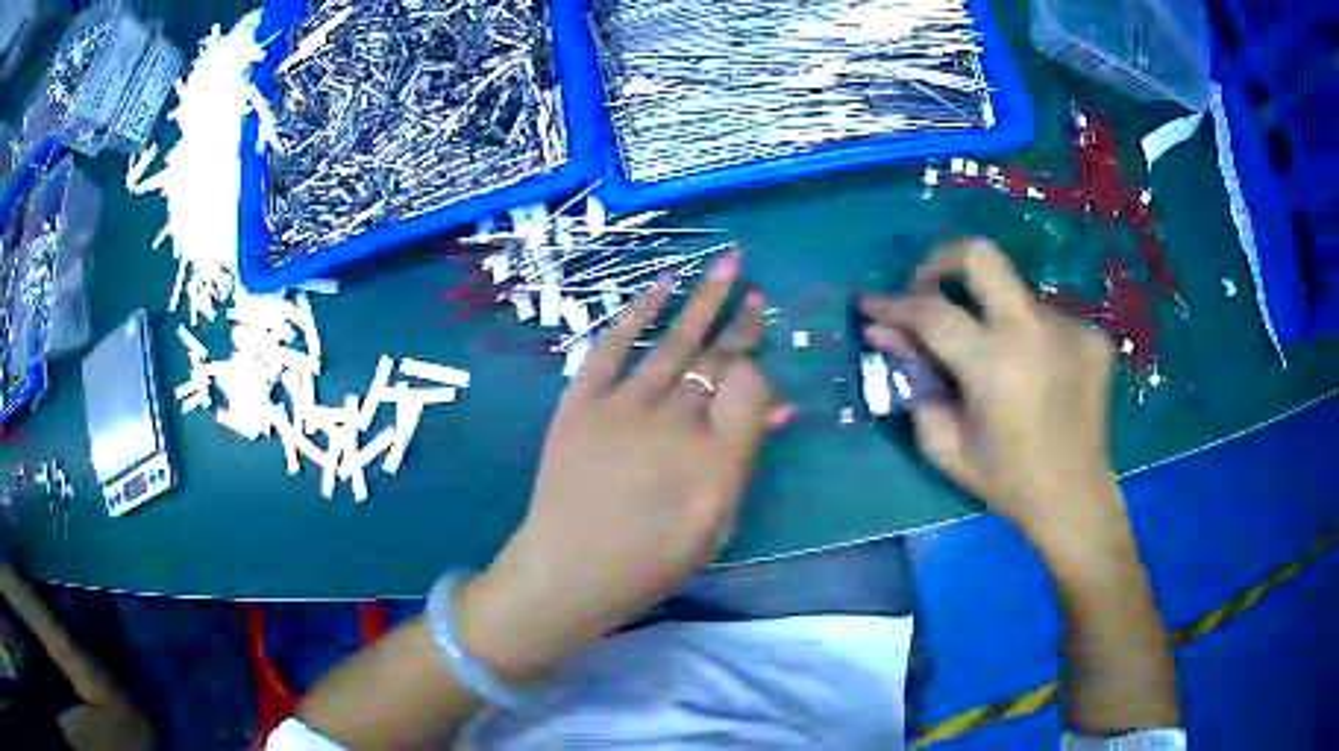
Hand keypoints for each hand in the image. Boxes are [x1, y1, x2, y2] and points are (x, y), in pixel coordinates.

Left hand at [460, 252, 789, 679]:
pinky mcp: (582, 401)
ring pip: (674, 340)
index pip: (749, 386)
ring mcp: (623, 405)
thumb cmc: (649, 563)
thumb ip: (745, 461)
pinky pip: (613, 346)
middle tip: (756, 291)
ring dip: (703, 299)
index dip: (759, 368)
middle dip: (741, 320)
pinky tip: (662, 285)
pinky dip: (638, 313)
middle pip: (716, 357)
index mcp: (713, 457)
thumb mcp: (715, 526)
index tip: (759, 366)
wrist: (567, 571)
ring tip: (727, 264)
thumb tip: (778, 407)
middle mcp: (673, 420)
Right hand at [860, 239, 1124, 547]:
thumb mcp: (946, 445)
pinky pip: (1045, 317)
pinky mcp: (1093, 335)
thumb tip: (884, 333)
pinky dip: (1026, 336)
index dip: (893, 303)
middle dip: (943, 261)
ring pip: (1014, 295)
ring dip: (992, 315)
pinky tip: (1031, 373)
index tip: (870, 303)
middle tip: (930, 291)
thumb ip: (913, 382)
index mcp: (995, 365)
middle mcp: (1035, 330)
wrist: (1076, 499)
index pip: (932, 311)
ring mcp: (1071, 327)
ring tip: (993, 360)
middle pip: (980, 255)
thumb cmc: (1007, 482)